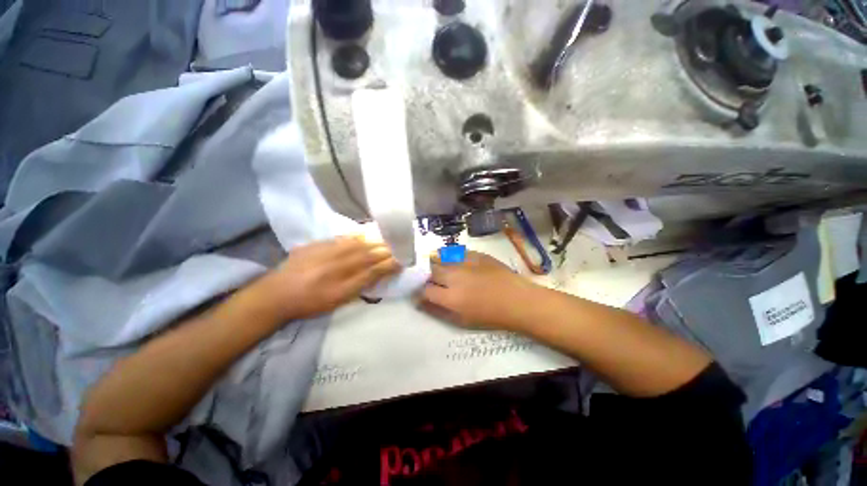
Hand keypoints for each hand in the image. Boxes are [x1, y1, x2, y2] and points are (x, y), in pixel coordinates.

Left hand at [259, 237, 400, 320]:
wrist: (275, 295)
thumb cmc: (310, 303)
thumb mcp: (338, 299)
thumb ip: (361, 284)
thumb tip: (379, 272)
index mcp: (341, 280)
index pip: (372, 268)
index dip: (388, 263)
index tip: (402, 259)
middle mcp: (335, 263)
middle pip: (366, 254)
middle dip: (384, 250)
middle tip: (397, 246)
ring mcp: (324, 252)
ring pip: (354, 244)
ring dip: (372, 242)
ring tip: (384, 240)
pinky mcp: (314, 246)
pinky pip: (338, 239)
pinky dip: (353, 237)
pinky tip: (361, 236)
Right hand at [420, 251, 536, 329]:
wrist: (517, 300)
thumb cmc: (490, 316)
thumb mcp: (461, 321)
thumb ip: (437, 311)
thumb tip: (419, 302)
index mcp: (450, 297)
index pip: (425, 290)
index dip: (421, 291)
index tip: (425, 292)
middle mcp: (454, 277)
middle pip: (431, 271)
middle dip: (429, 276)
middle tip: (436, 281)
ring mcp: (465, 263)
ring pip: (441, 258)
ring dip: (438, 264)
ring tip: (444, 270)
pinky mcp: (476, 254)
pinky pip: (456, 252)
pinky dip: (452, 257)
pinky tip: (457, 262)